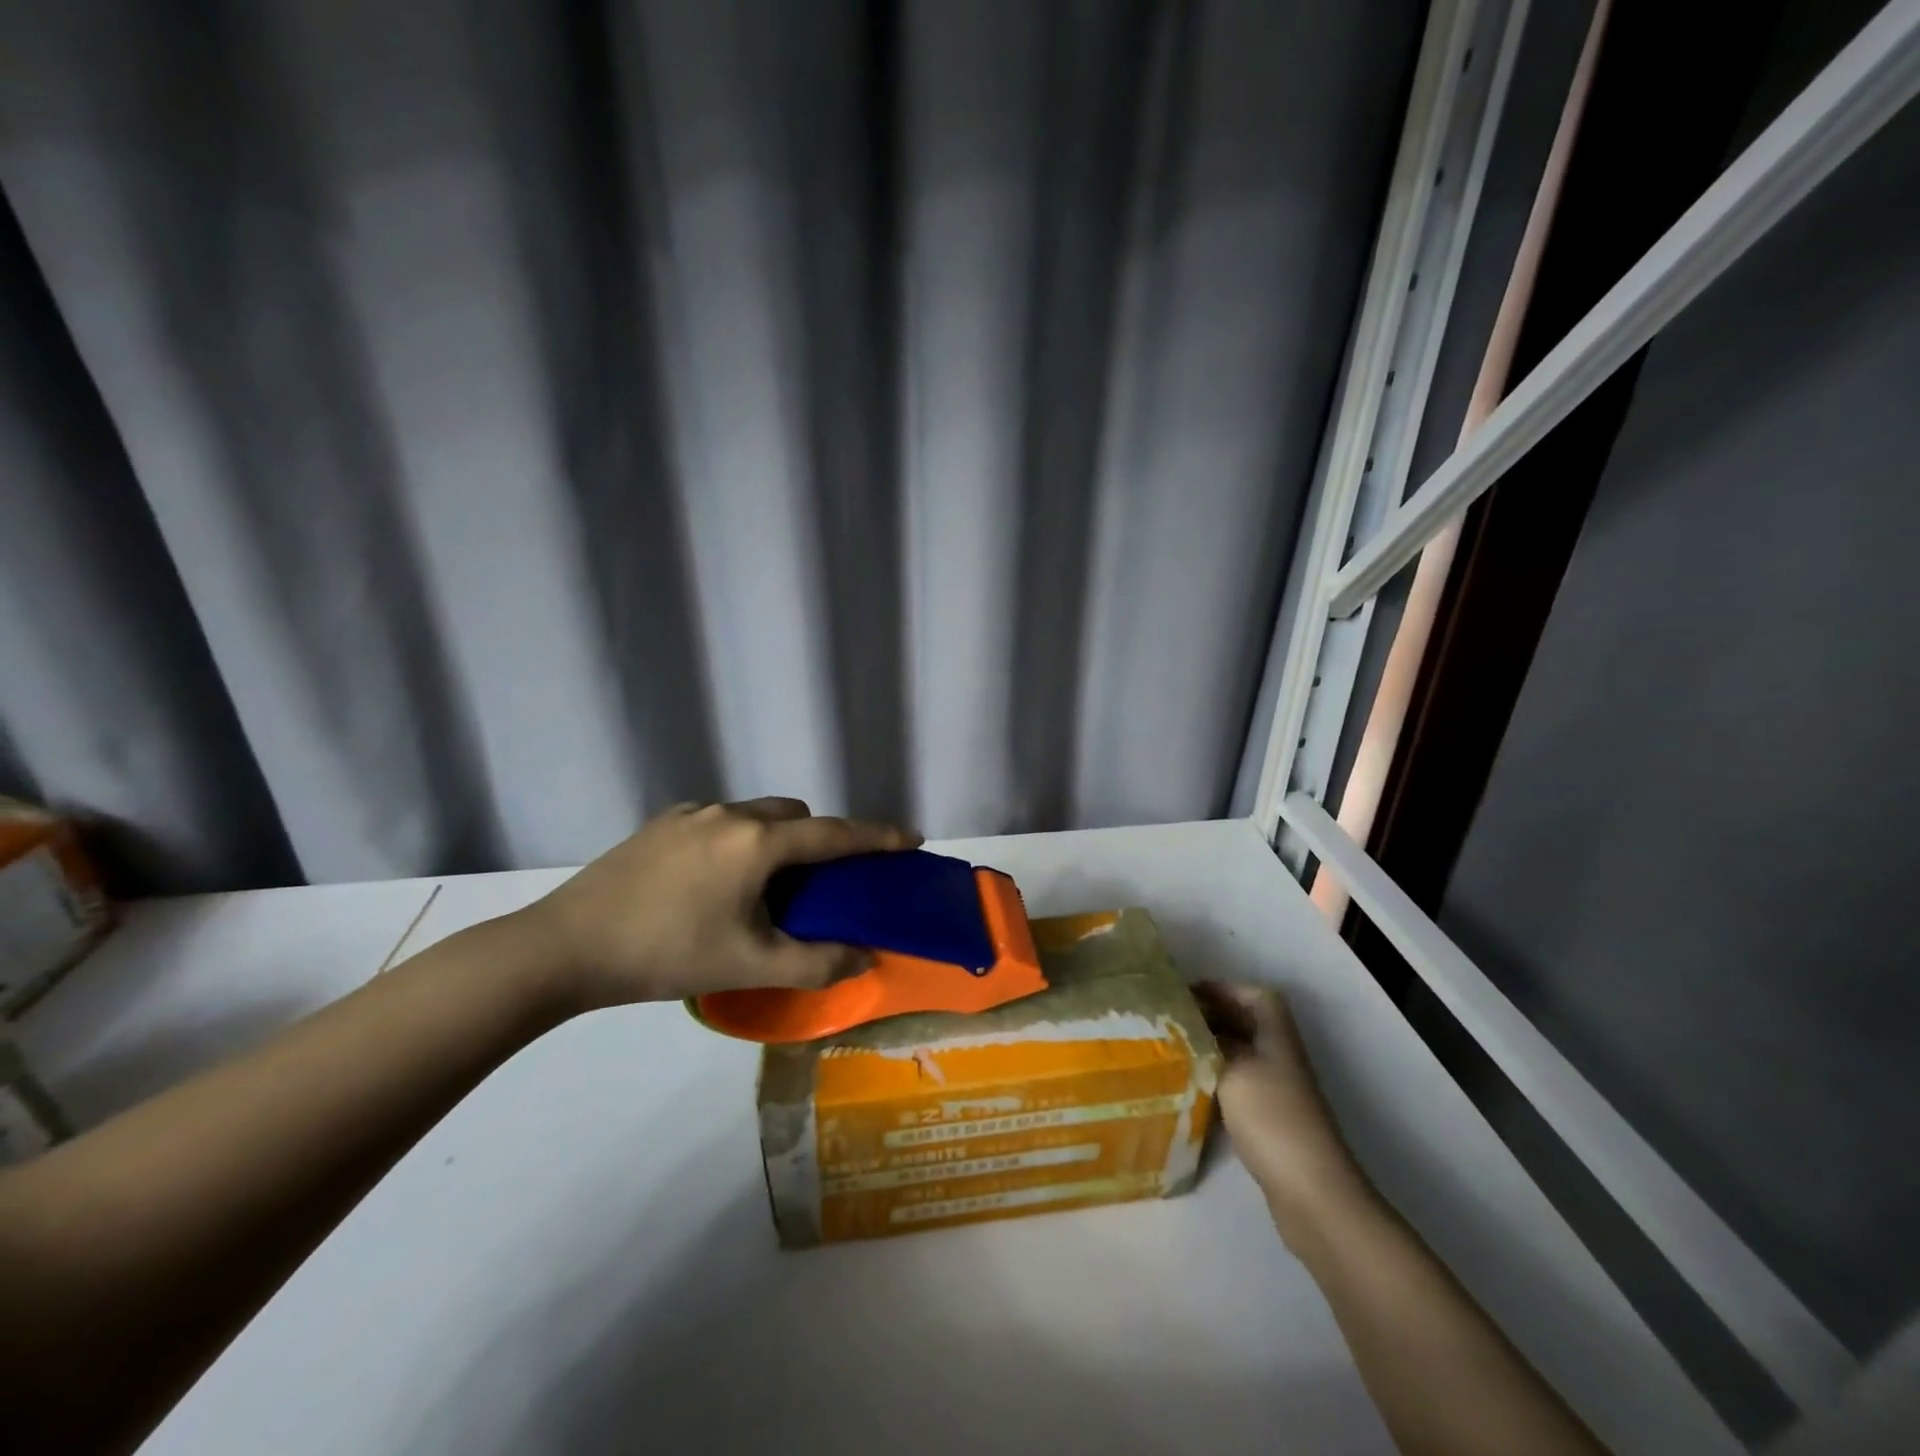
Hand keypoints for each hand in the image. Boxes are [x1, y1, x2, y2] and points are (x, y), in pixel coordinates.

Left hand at [524, 798, 920, 1010]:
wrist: (564, 947)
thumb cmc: (666, 954)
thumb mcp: (749, 965)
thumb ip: (816, 963)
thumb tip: (865, 956)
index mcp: (758, 842)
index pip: (835, 834)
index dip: (878, 837)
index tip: (912, 838)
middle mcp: (730, 814)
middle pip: (796, 815)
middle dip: (822, 838)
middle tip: (825, 881)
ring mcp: (692, 814)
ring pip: (757, 814)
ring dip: (779, 838)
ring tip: (767, 886)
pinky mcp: (661, 824)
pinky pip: (721, 821)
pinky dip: (741, 840)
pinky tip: (716, 882)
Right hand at [1195, 982, 1370, 1227]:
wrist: (1310, 1192)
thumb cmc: (1272, 1117)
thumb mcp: (1233, 1068)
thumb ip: (1210, 1042)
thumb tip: (1189, 1026)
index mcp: (1276, 1036)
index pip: (1255, 996)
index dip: (1223, 989)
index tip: (1186, 994)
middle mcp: (1279, 1056)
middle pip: (1246, 1023)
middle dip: (1211, 1016)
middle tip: (1170, 1020)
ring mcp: (1277, 1090)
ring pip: (1239, 1055)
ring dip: (1210, 1048)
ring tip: (1172, 1049)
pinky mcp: (1269, 1120)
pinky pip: (1237, 1084)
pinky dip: (1214, 1079)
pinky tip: (1189, 1087)